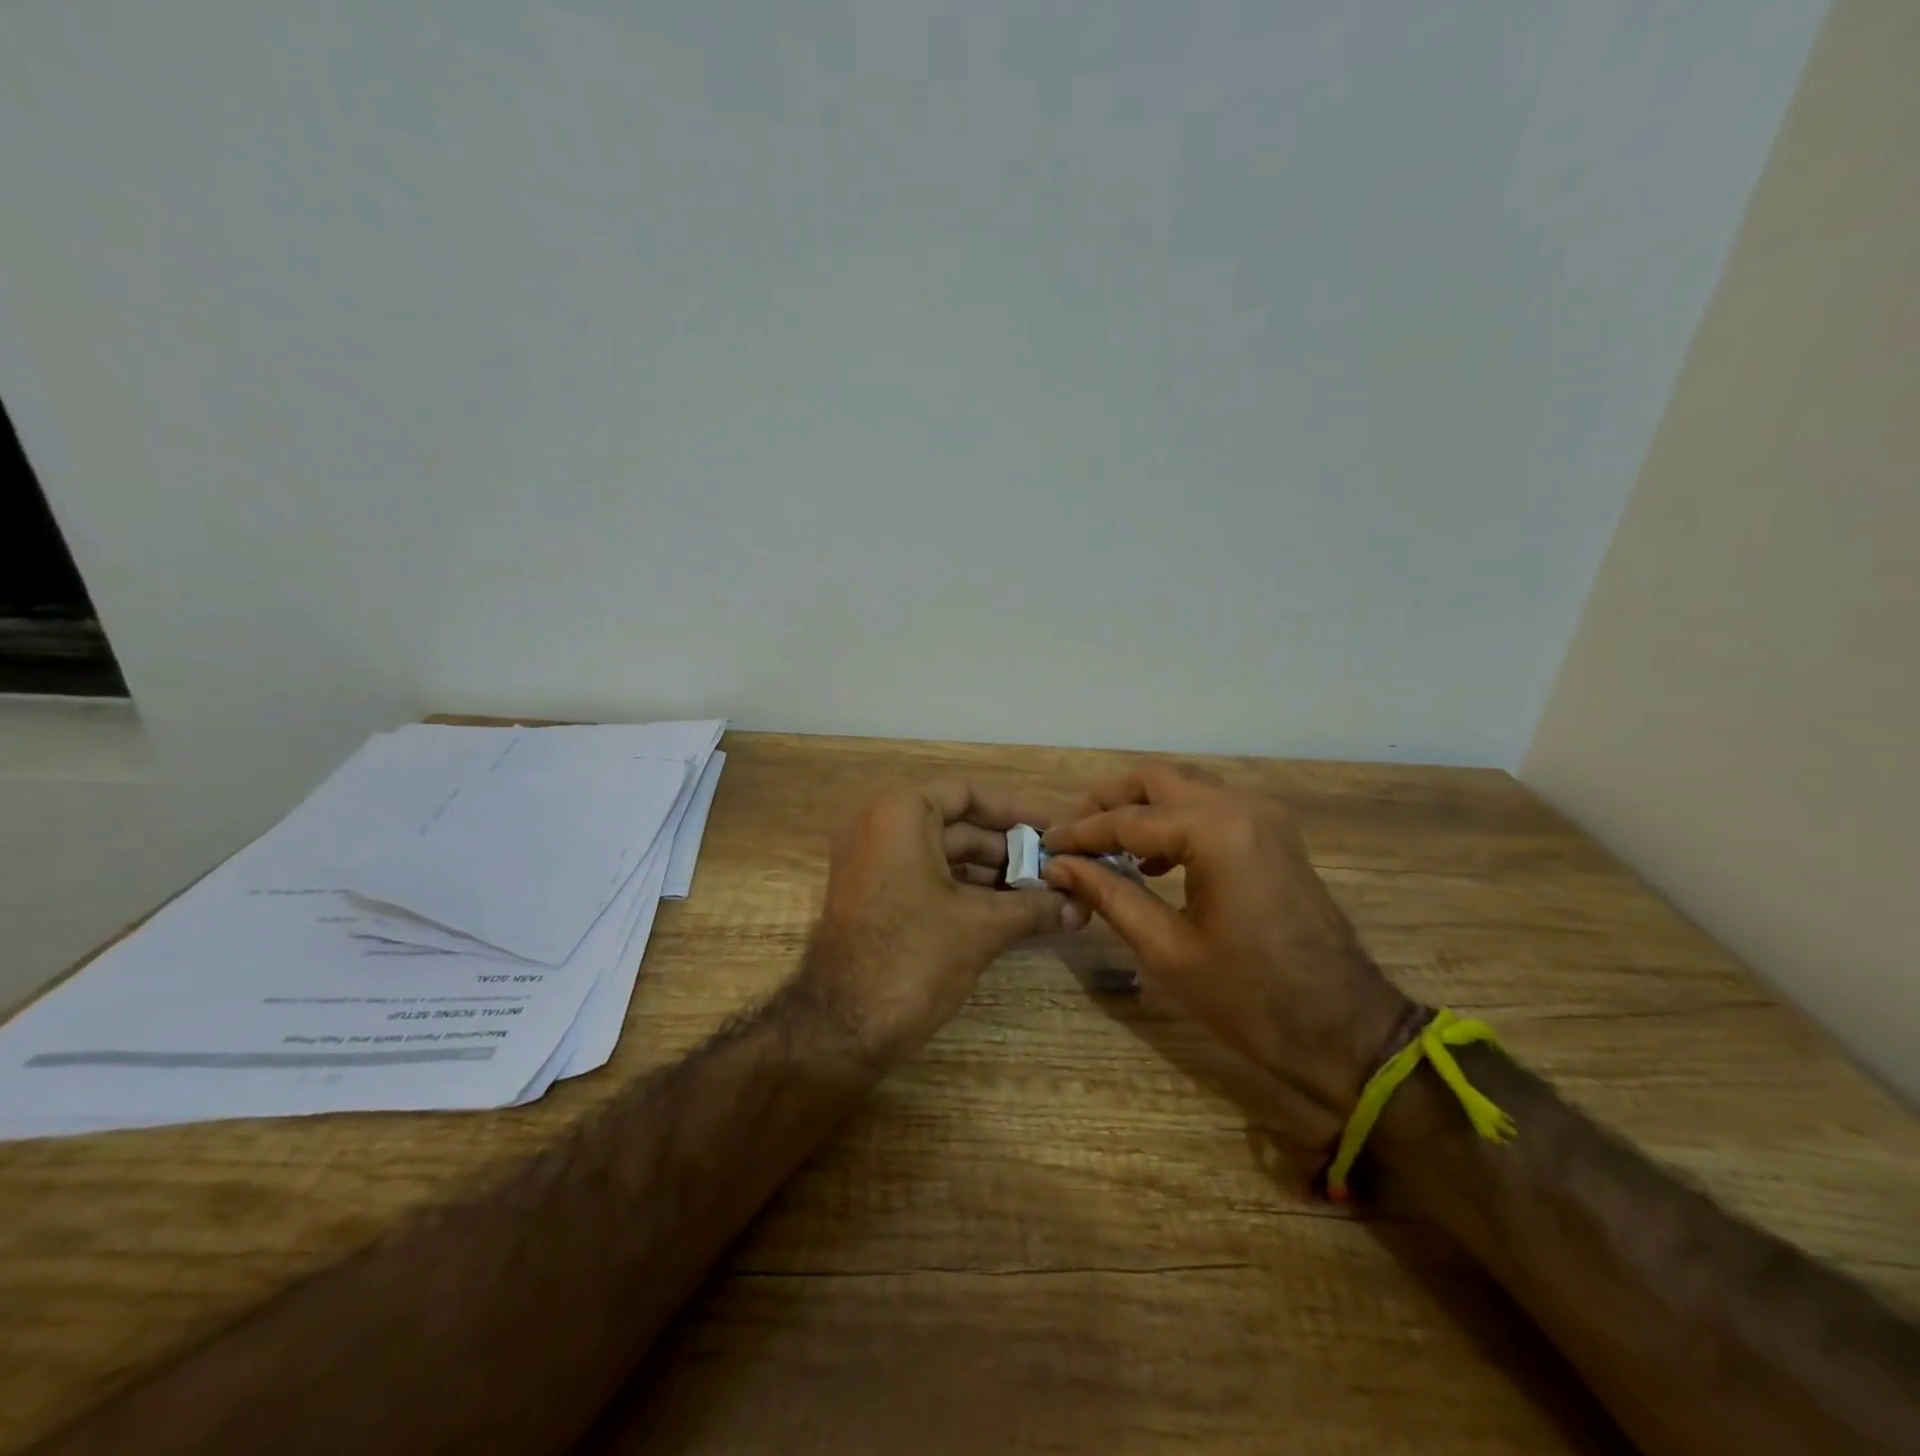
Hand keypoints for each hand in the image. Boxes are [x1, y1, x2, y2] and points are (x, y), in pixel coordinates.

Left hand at [805, 781, 1085, 1063]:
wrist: (842, 1025)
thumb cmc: (915, 955)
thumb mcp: (982, 926)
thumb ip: (1035, 907)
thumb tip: (1082, 907)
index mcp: (901, 813)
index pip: (968, 794)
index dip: (1015, 811)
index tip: (1053, 831)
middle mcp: (881, 826)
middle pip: (958, 825)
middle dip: (1009, 849)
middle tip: (1058, 869)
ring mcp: (874, 863)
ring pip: (945, 855)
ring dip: (993, 874)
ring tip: (1045, 894)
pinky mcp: (874, 896)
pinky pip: (928, 878)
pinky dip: (966, 890)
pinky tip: (1010, 911)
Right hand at [1041, 763, 1412, 1144]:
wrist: (1345, 1029)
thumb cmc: (1250, 998)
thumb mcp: (1166, 949)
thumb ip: (1109, 895)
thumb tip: (1060, 865)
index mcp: (1215, 831)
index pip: (1128, 818)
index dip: (1081, 832)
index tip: (1045, 844)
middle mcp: (1241, 807)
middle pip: (1157, 780)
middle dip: (1109, 801)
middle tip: (1074, 834)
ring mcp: (1264, 817)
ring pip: (1185, 788)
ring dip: (1142, 808)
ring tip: (1105, 846)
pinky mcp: (1273, 835)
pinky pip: (1211, 809)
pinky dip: (1174, 821)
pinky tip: (1152, 859)